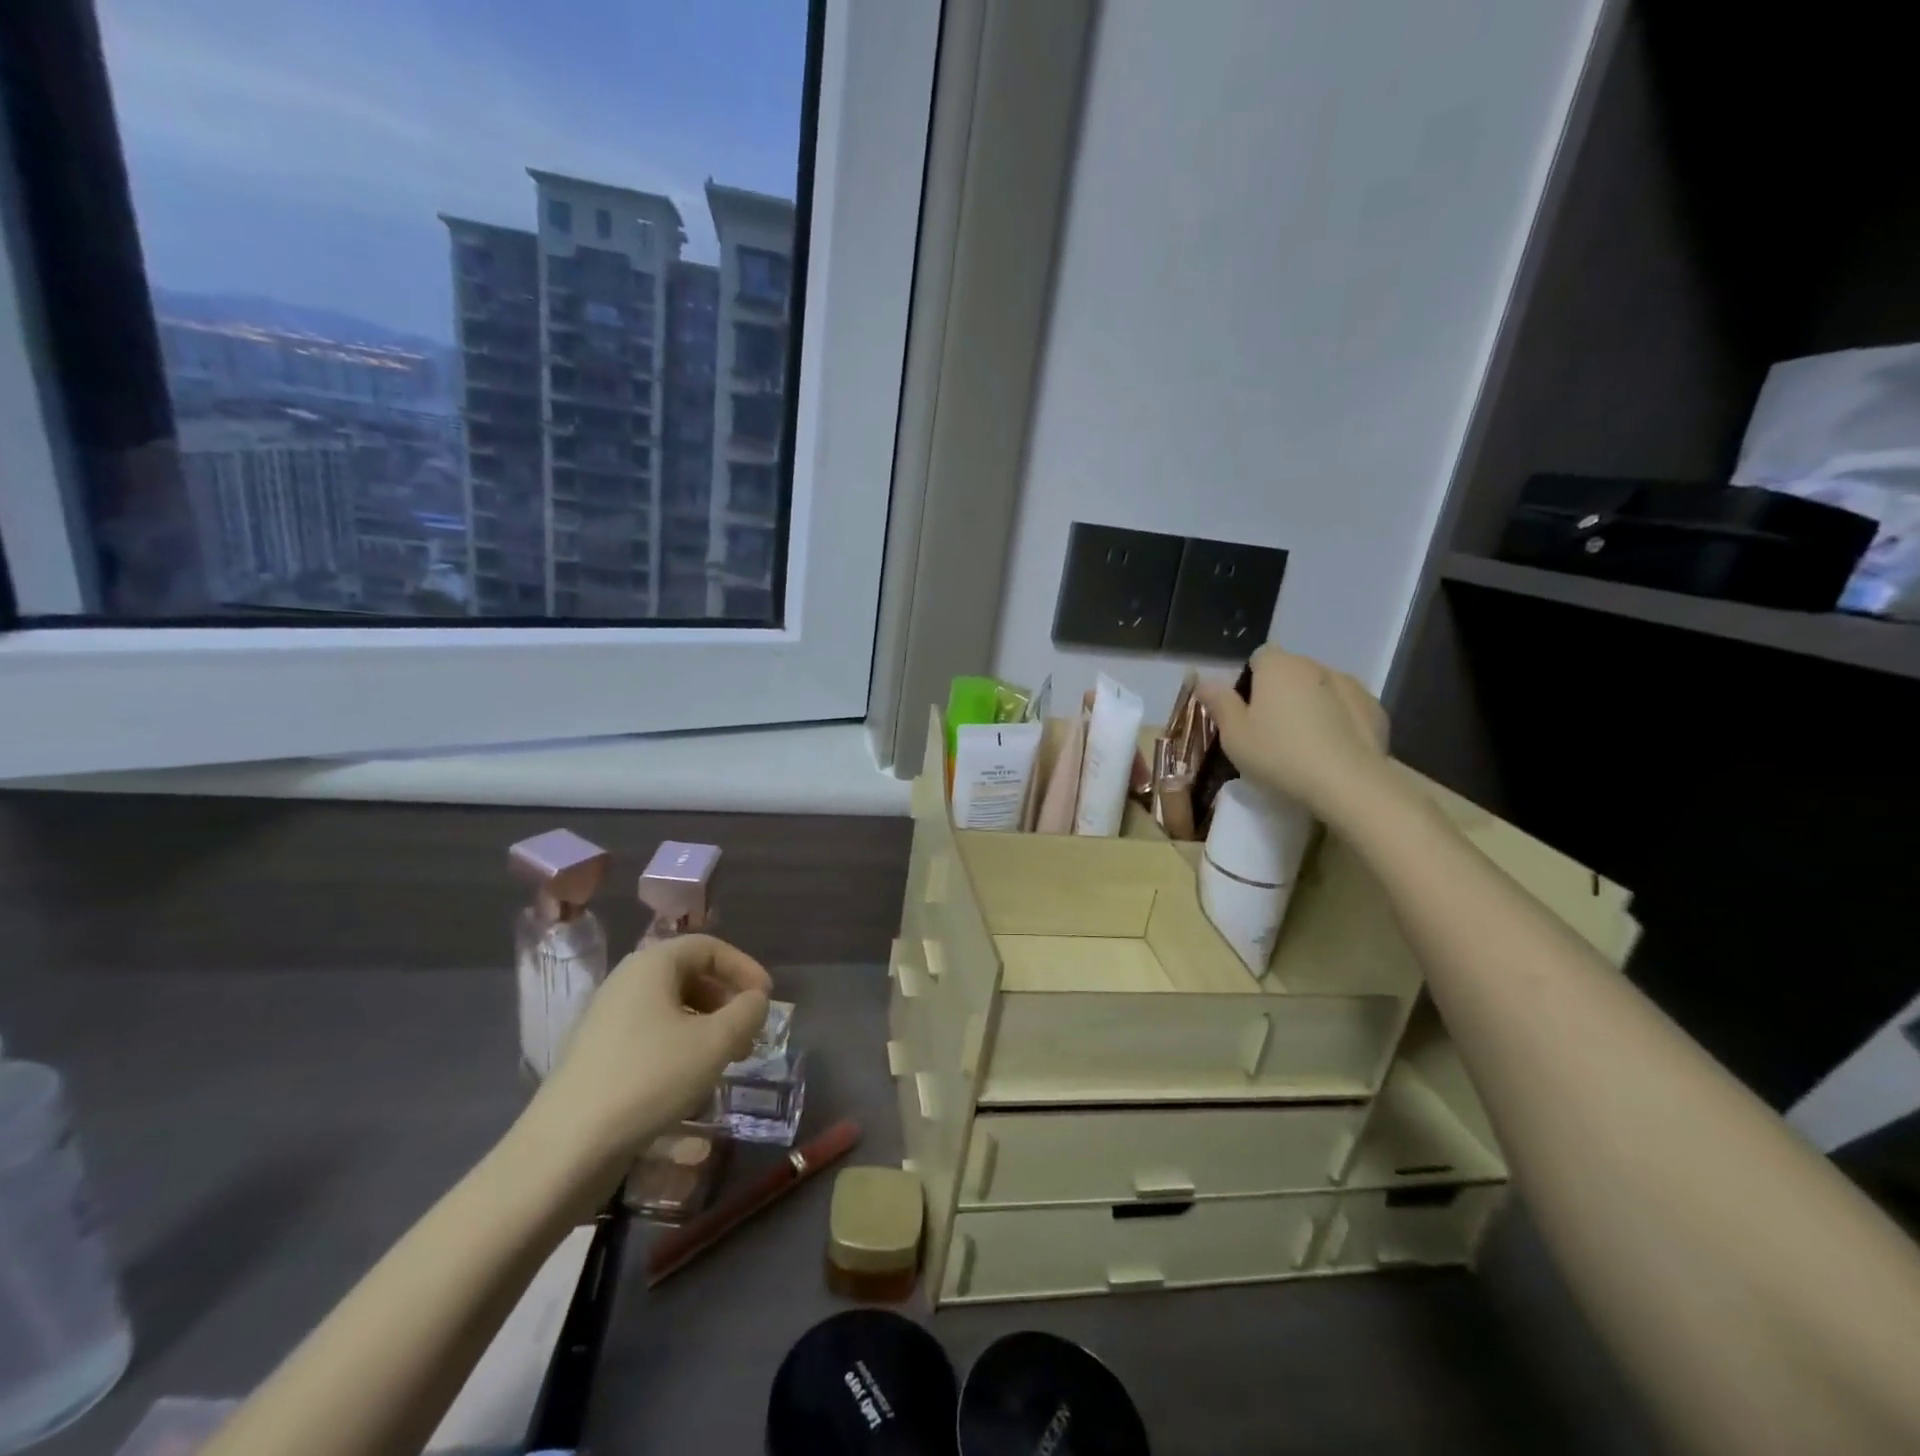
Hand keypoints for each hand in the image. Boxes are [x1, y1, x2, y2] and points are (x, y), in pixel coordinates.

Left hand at [528, 934, 771, 1173]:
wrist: (566, 1148)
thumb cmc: (649, 1079)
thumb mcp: (715, 1043)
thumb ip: (747, 1013)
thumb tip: (756, 1001)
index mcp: (651, 965)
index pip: (708, 947)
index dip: (744, 967)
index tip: (767, 999)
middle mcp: (626, 982)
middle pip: (690, 975)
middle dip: (727, 1000)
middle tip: (751, 1032)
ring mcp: (607, 1019)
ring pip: (672, 1008)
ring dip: (708, 1026)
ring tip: (728, 1059)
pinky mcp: (598, 1054)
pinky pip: (652, 1034)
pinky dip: (681, 1045)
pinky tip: (692, 1080)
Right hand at [1196, 646, 1391, 820]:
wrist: (1349, 783)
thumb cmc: (1280, 755)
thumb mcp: (1234, 735)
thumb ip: (1219, 703)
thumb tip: (1204, 681)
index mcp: (1278, 666)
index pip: (1259, 657)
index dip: (1249, 681)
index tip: (1246, 711)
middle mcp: (1314, 665)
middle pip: (1290, 671)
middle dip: (1280, 692)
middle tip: (1270, 730)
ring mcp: (1350, 684)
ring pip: (1320, 688)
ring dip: (1311, 704)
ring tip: (1305, 742)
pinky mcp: (1375, 709)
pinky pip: (1346, 707)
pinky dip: (1338, 719)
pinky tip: (1332, 748)